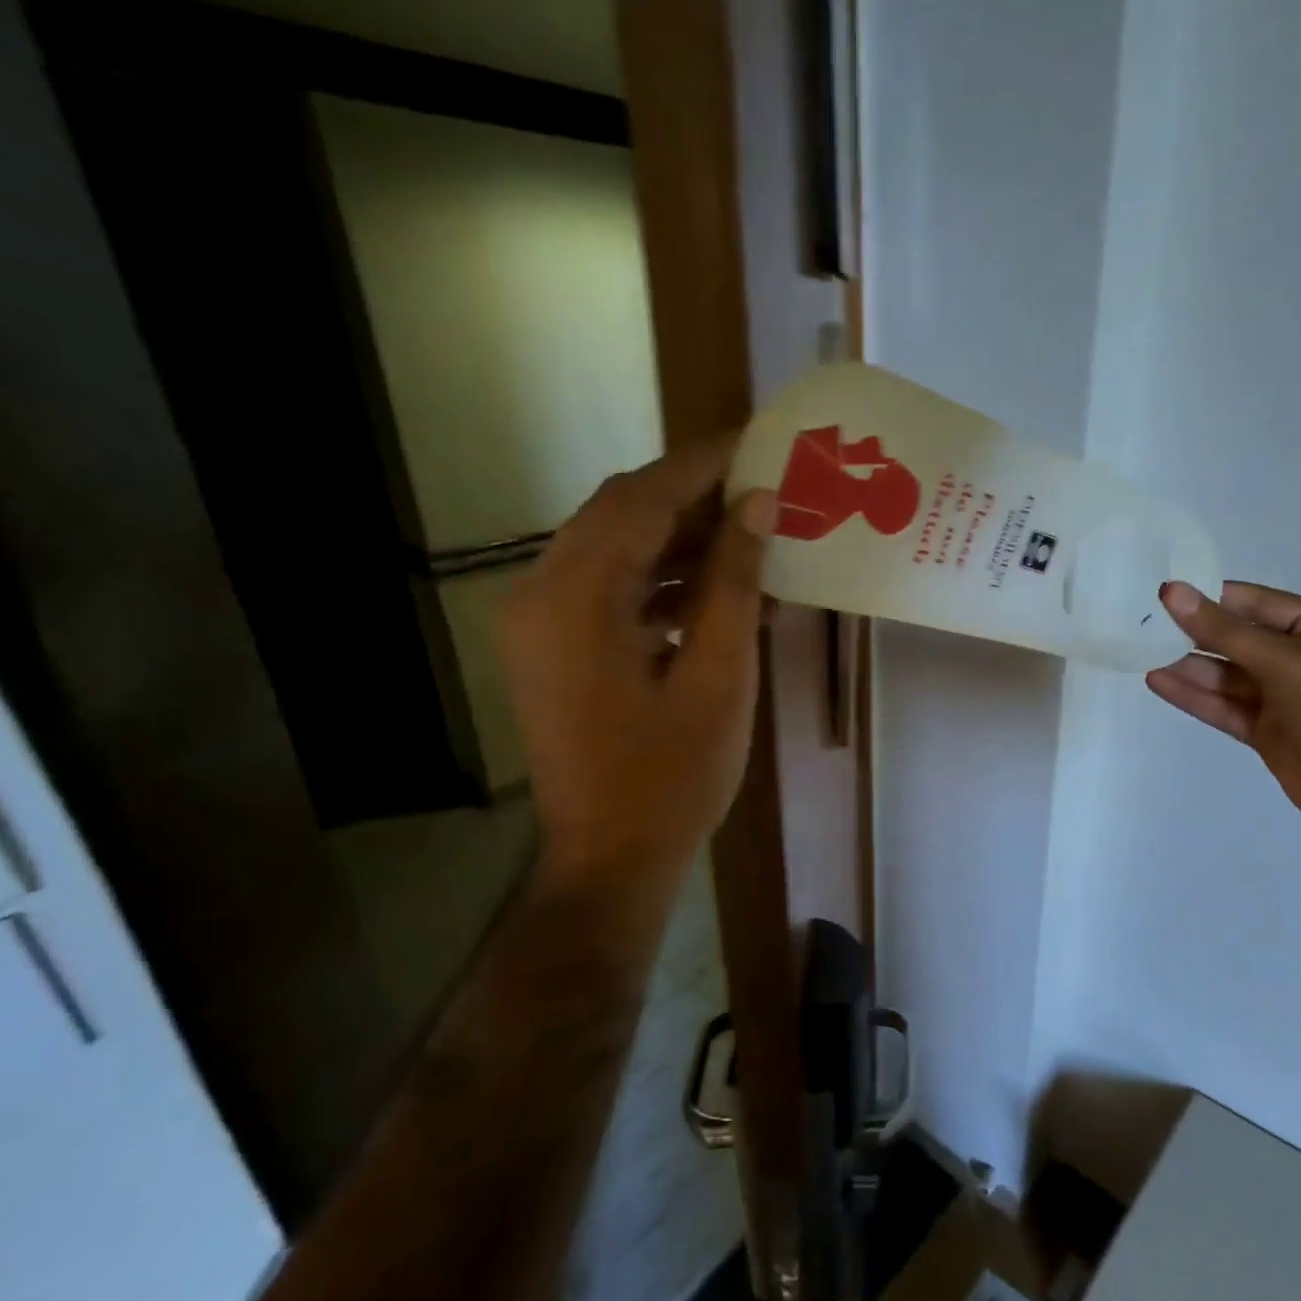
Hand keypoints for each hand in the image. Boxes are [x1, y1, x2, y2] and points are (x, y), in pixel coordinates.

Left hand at [500, 437, 776, 901]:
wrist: (611, 860)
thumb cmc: (672, 777)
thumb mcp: (719, 676)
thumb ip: (733, 582)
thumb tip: (757, 503)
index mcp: (576, 598)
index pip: (640, 499)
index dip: (701, 464)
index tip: (756, 440)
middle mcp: (540, 594)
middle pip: (620, 515)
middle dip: (692, 497)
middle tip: (761, 488)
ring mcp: (539, 623)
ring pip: (613, 550)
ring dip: (678, 539)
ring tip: (749, 538)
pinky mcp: (552, 648)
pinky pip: (608, 589)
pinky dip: (659, 580)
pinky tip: (713, 592)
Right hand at [1147, 581, 1300, 850]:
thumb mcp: (1285, 660)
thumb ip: (1223, 630)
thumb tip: (1172, 592)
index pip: (1252, 602)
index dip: (1208, 596)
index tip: (1160, 592)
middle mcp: (1296, 658)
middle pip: (1233, 639)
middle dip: (1191, 631)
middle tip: (1139, 621)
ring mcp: (1279, 697)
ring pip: (1223, 675)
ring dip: (1186, 665)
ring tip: (1139, 651)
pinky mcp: (1263, 731)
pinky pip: (1221, 706)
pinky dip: (1191, 695)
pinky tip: (1157, 681)